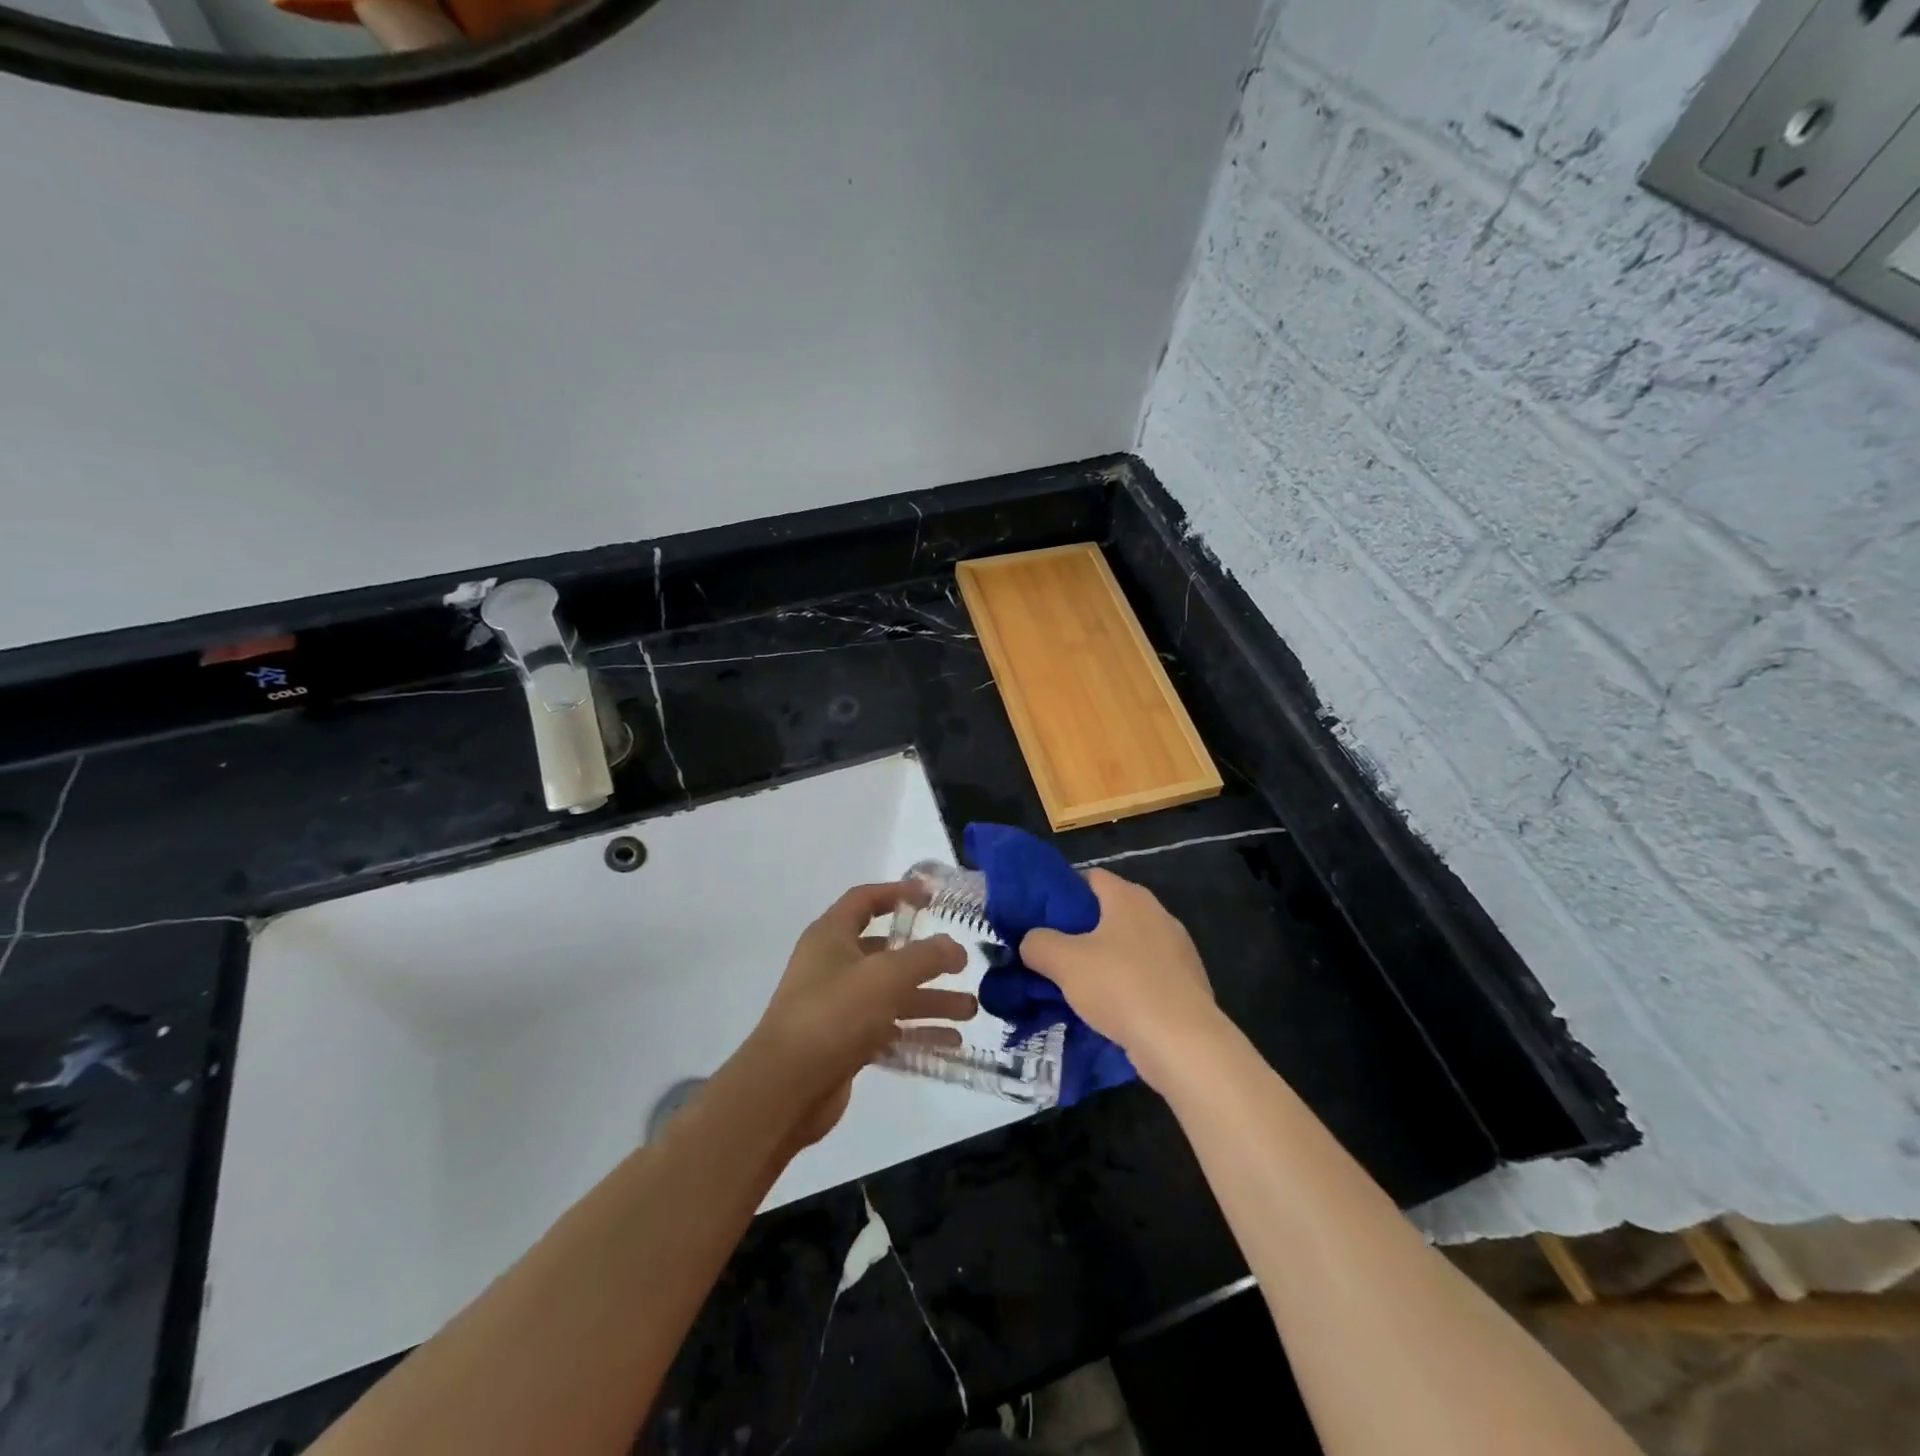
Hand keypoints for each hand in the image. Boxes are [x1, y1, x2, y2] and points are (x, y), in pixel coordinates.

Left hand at [745, 882, 976, 1147]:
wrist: (785, 1088)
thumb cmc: (834, 1014)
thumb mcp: (885, 975)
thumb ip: (925, 956)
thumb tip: (954, 947)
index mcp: (831, 936)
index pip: (865, 900)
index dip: (897, 893)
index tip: (932, 897)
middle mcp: (832, 966)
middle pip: (886, 953)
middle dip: (926, 960)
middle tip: (963, 965)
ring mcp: (837, 1007)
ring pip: (891, 995)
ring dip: (929, 1000)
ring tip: (970, 1009)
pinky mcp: (844, 1044)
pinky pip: (887, 1030)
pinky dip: (916, 1033)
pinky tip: (952, 1042)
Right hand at [1017, 870, 1218, 1088]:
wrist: (1184, 1043)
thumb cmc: (1121, 987)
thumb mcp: (1064, 962)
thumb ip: (1038, 943)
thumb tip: (1031, 942)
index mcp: (1129, 897)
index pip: (1090, 878)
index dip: (1064, 892)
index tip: (1041, 916)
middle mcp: (1158, 914)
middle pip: (1110, 912)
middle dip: (1081, 930)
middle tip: (1052, 953)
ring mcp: (1178, 950)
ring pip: (1128, 947)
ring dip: (1104, 961)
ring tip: (1076, 985)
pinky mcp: (1187, 984)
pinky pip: (1147, 975)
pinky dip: (1127, 985)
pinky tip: (1109, 1009)